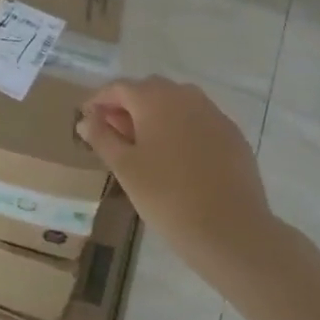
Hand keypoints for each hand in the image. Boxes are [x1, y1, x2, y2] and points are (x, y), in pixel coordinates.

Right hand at [76, 76, 281, 285]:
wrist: (231, 231)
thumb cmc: (167, 196)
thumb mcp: (124, 167)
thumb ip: (102, 137)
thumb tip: (86, 120)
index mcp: (154, 99)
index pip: (118, 88)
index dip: (98, 101)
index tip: (87, 120)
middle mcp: (185, 96)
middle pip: (148, 90)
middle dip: (127, 105)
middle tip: (114, 134)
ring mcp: (214, 114)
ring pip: (176, 102)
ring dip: (155, 114)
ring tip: (144, 145)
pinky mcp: (233, 135)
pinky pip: (198, 120)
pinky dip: (181, 128)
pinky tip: (177, 157)